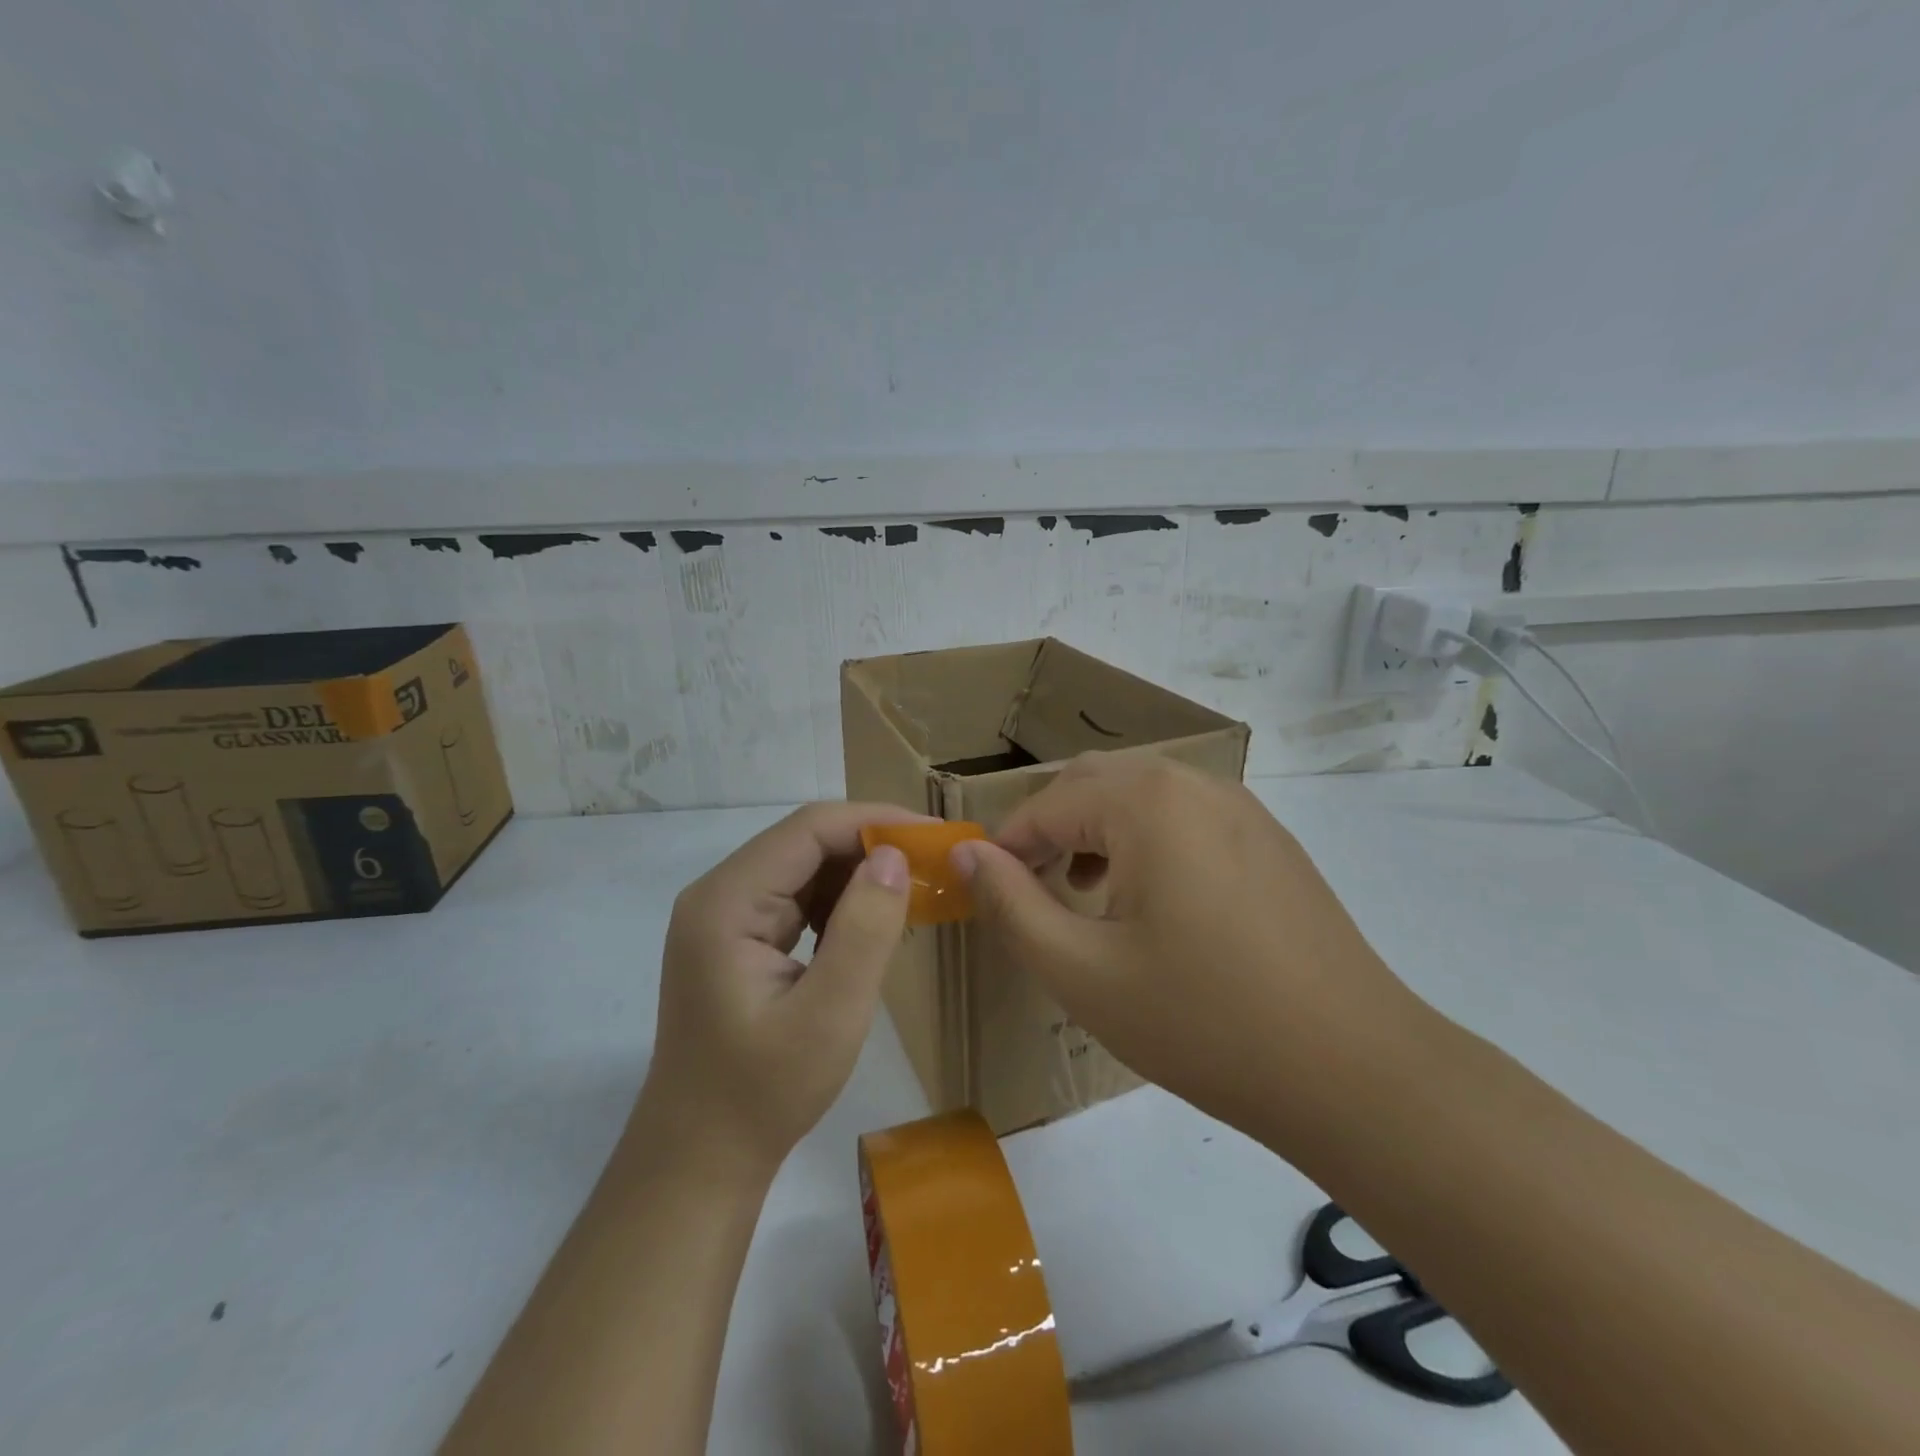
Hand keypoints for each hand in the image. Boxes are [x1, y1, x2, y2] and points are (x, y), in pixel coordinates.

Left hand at [632, 802, 918, 1179]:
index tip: (934, 837)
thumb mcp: (829, 1016)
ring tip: (915, 891)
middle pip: (805, 842)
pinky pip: (797, 898)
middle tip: (935, 864)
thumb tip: (895, 857)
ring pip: (805, 867)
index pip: (809, 830)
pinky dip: (841, 902)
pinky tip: (875, 922)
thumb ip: (864, 931)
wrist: (700, 1158)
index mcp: (727, 902)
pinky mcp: (738, 937)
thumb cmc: (763, 1093)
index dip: (875, 821)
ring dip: (860, 873)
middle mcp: (719, 894)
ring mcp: (725, 915)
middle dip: (872, 845)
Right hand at [953, 754, 1427, 1134]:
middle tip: (1031, 893)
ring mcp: (1241, 806)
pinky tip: (1152, 901)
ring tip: (1083, 894)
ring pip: (1140, 795)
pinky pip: (1185, 817)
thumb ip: (1010, 903)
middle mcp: (1194, 783)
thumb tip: (965, 853)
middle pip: (1093, 784)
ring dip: (1096, 831)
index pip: (1046, 806)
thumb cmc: (1201, 1020)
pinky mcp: (1269, 838)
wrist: (1353, 1070)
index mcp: (1146, 801)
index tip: (985, 895)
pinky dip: (1146, 840)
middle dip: (1050, 830)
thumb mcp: (1080, 971)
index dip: (1005, 848)